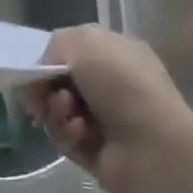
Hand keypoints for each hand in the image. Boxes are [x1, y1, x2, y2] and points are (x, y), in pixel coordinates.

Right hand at [21, 25, 192, 192]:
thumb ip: (54, 46)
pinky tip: (80, 133)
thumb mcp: (84, 41)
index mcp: (115, 52)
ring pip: (58, 109)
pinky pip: (65, 137)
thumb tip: (46, 70)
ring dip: (56, 110)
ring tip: (68, 114)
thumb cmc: (122, 84)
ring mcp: (104, 119)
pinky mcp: (95, 151)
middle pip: (59, 81)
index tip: (39, 69)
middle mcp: (111, 84)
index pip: (71, 51)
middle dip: (48, 86)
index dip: (50, 59)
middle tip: (47, 94)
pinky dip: (67, 133)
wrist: (154, 148)